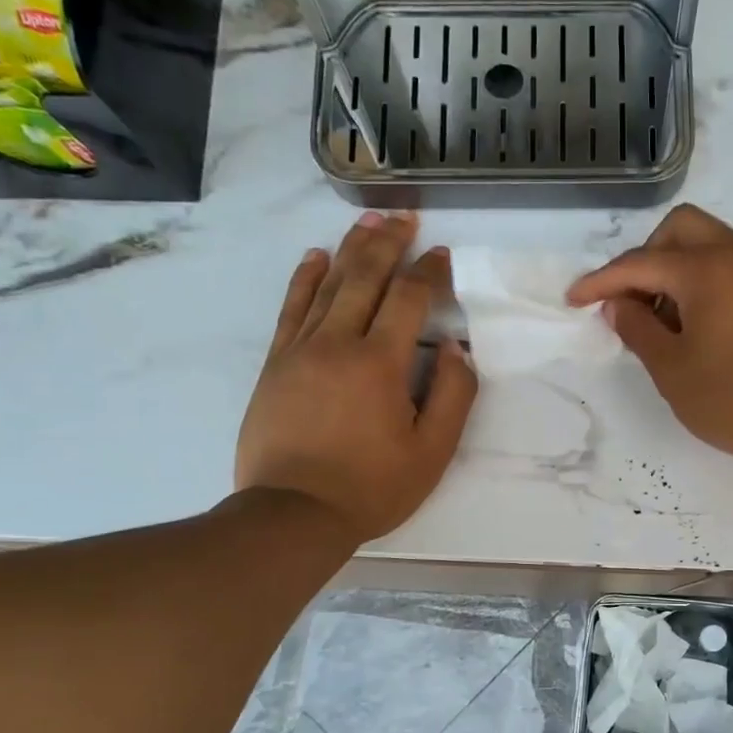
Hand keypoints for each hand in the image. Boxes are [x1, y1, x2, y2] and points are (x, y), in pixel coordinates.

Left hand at [235, 212, 476, 541]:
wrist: (293, 514)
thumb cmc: (371, 488)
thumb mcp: (432, 452)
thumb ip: (452, 396)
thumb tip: (456, 349)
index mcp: (380, 363)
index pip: (409, 299)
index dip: (429, 272)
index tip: (442, 256)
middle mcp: (338, 343)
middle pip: (365, 277)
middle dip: (388, 243)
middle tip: (404, 218)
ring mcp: (300, 350)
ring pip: (328, 285)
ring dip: (350, 249)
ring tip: (368, 223)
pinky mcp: (276, 363)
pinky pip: (291, 308)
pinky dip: (305, 279)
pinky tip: (315, 257)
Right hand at [567, 204, 732, 472]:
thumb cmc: (731, 400)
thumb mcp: (671, 369)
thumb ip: (637, 328)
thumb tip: (617, 304)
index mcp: (708, 269)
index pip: (640, 263)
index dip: (601, 282)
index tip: (574, 300)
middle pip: (679, 230)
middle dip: (645, 258)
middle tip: (630, 304)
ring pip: (708, 242)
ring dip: (675, 267)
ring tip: (661, 319)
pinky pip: (730, 263)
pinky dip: (703, 278)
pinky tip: (694, 321)